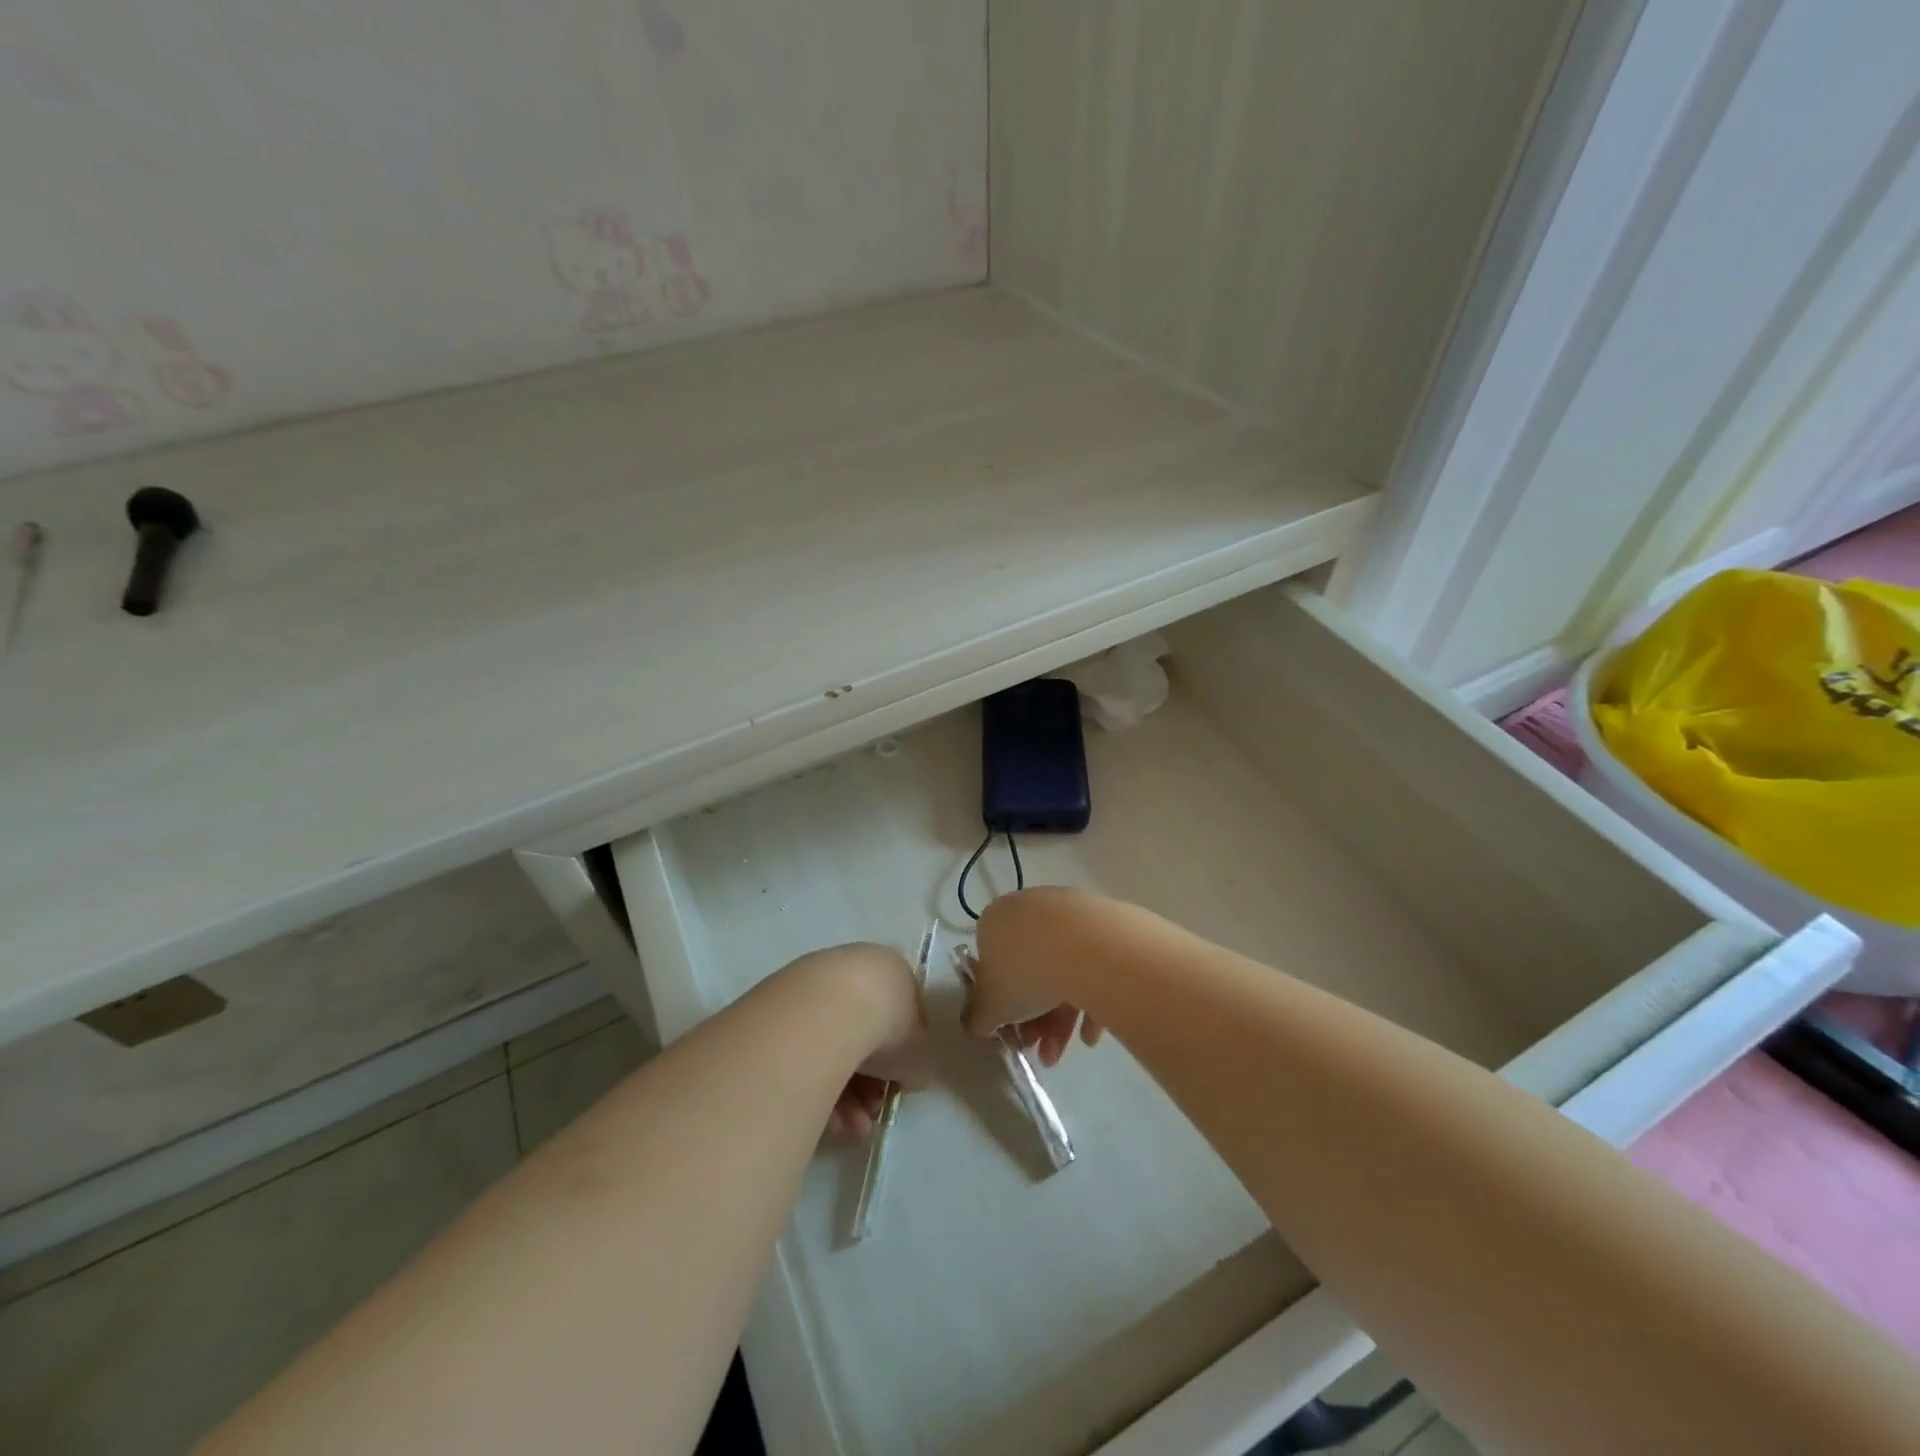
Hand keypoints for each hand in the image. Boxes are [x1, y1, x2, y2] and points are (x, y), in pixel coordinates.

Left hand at [782, 943, 931, 1138]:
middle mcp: (851, 970)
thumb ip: (917, 1064)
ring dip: (844, 1093)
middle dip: (869, 1083)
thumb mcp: (921, 1054)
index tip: (896, 1088)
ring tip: (848, 1126)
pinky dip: (814, 1082)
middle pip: (864, 1034)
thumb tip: (907, 1074)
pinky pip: (803, 1051)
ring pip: (833, 1046)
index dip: (901, 1058)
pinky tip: (822, 1114)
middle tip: (870, 1113)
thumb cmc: (886, 1026)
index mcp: (890, 971)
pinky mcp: (779, 1007)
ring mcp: (812, 986)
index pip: (900, 1017)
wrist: (825, 1012)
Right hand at [963, 887, 1106, 1067]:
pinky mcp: (1102, 921)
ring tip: (1063, 1052)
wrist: (1087, 948)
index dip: (1000, 1002)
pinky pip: (1090, 965)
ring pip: (1059, 969)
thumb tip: (976, 1023)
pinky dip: (1088, 999)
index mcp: (995, 919)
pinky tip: (1090, 1035)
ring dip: (1059, 1017)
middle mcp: (1029, 908)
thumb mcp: (990, 1006)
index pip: (991, 962)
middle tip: (1040, 1050)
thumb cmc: (1025, 973)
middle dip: (1033, 1018)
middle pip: (1028, 969)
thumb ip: (978, 1017)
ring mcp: (1068, 911)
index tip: (1011, 1030)